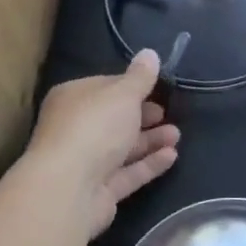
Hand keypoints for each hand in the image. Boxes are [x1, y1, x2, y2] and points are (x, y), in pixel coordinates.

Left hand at [22, 51, 178, 238]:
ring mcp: (85, 163)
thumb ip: (140, 77)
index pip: (105, 87)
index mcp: (72, 99)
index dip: (131, 87)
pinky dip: (148, 164)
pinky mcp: (98, 192)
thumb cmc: (94, 127)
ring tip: (177, 135)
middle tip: (168, 113)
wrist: (69, 190)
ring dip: (150, 140)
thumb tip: (150, 53)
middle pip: (114, 120)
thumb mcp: (123, 94)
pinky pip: (127, 173)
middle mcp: (74, 129)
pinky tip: (172, 156)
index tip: (156, 87)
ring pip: (122, 148)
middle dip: (143, 116)